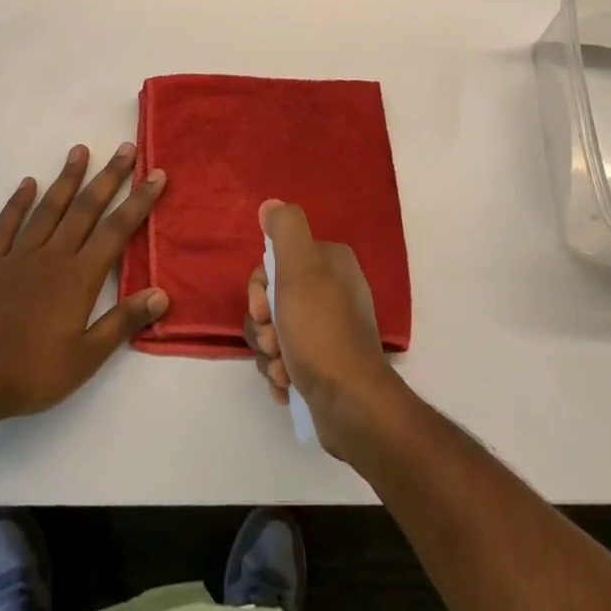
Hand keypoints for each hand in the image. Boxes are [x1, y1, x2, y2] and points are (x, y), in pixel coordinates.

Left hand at [0, 142, 167, 423]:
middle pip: (86, 208)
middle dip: (109, 177)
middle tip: (125, 148)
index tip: (156, 173)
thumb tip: (161, 293)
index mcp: (79, 277)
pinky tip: (27, 184)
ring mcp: (19, 257)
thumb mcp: (86, 358)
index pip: (117, 230)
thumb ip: (122, 322)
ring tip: (80, 150)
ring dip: (67, 178)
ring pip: (48, 209)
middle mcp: (53, 256)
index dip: (139, 200)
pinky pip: (6, 227)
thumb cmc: (32, 372)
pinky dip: (17, 203)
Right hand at [244, 199, 407, 461]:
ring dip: (270, 354)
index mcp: (331, 262)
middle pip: (271, 299)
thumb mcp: (300, 270)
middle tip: (275, 341)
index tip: (264, 309)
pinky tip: (289, 385)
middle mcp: (332, 290)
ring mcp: (328, 329)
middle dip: (264, 326)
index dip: (260, 289)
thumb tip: (271, 204)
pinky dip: (281, 373)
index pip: (275, 263)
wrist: (350, 406)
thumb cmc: (321, 332)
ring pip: (274, 332)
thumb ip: (285, 230)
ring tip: (284, 370)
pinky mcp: (323, 364)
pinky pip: (285, 360)